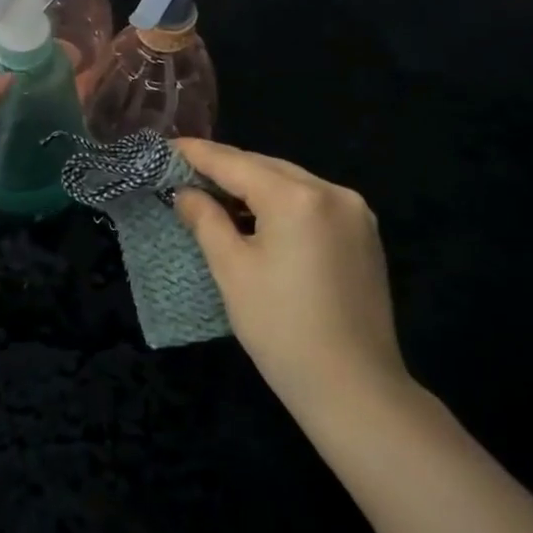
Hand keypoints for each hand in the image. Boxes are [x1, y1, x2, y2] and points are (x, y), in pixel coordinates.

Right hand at [173, 139, 413, 433]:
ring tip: (215, 193)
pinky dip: (281, 203)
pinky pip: (313, 204)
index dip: (199, 154)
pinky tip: (258, 217)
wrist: (352, 386)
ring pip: (293, 184)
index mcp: (297, 198)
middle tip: (185, 172)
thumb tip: (185, 192)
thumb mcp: (232, 271)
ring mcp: (356, 213)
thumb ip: (206, 221)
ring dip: (254, 185)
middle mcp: (333, 192)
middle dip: (227, 168)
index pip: (237, 163)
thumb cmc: (280, 328)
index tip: (167, 146)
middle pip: (268, 168)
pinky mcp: (364, 236)